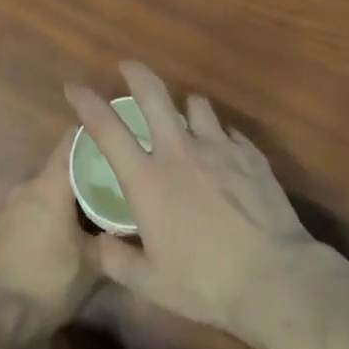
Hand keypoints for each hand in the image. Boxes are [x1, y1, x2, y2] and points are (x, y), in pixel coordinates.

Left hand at [0, 134, 99, 336]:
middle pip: (60, 166)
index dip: (95, 135)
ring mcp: (9, 208)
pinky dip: (48, 212)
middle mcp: (27, 187)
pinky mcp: (0, 229)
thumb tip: (132, 221)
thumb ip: (114, 233)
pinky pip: (31, 208)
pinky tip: (65, 231)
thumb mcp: (96, 261)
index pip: (72, 141)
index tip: (117, 136)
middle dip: (86, 170)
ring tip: (92, 207)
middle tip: (113, 179)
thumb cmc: (51, 281)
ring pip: (45, 189)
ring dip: (66, 194)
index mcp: (50, 185)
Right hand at [64, 62, 322, 345]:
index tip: (75, 87)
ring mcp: (220, 147)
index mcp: (148, 180)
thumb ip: (115, 260)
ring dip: (184, 106)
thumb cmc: (204, 282)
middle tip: (128, 66)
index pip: (108, 129)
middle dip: (137, 74)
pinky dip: (218, 134)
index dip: (87, 103)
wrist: (273, 275)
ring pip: (197, 105)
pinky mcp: (251, 154)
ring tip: (182, 115)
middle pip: (154, 95)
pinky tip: (221, 150)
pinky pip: (228, 131)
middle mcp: (181, 151)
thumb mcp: (150, 283)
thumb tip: (95, 244)